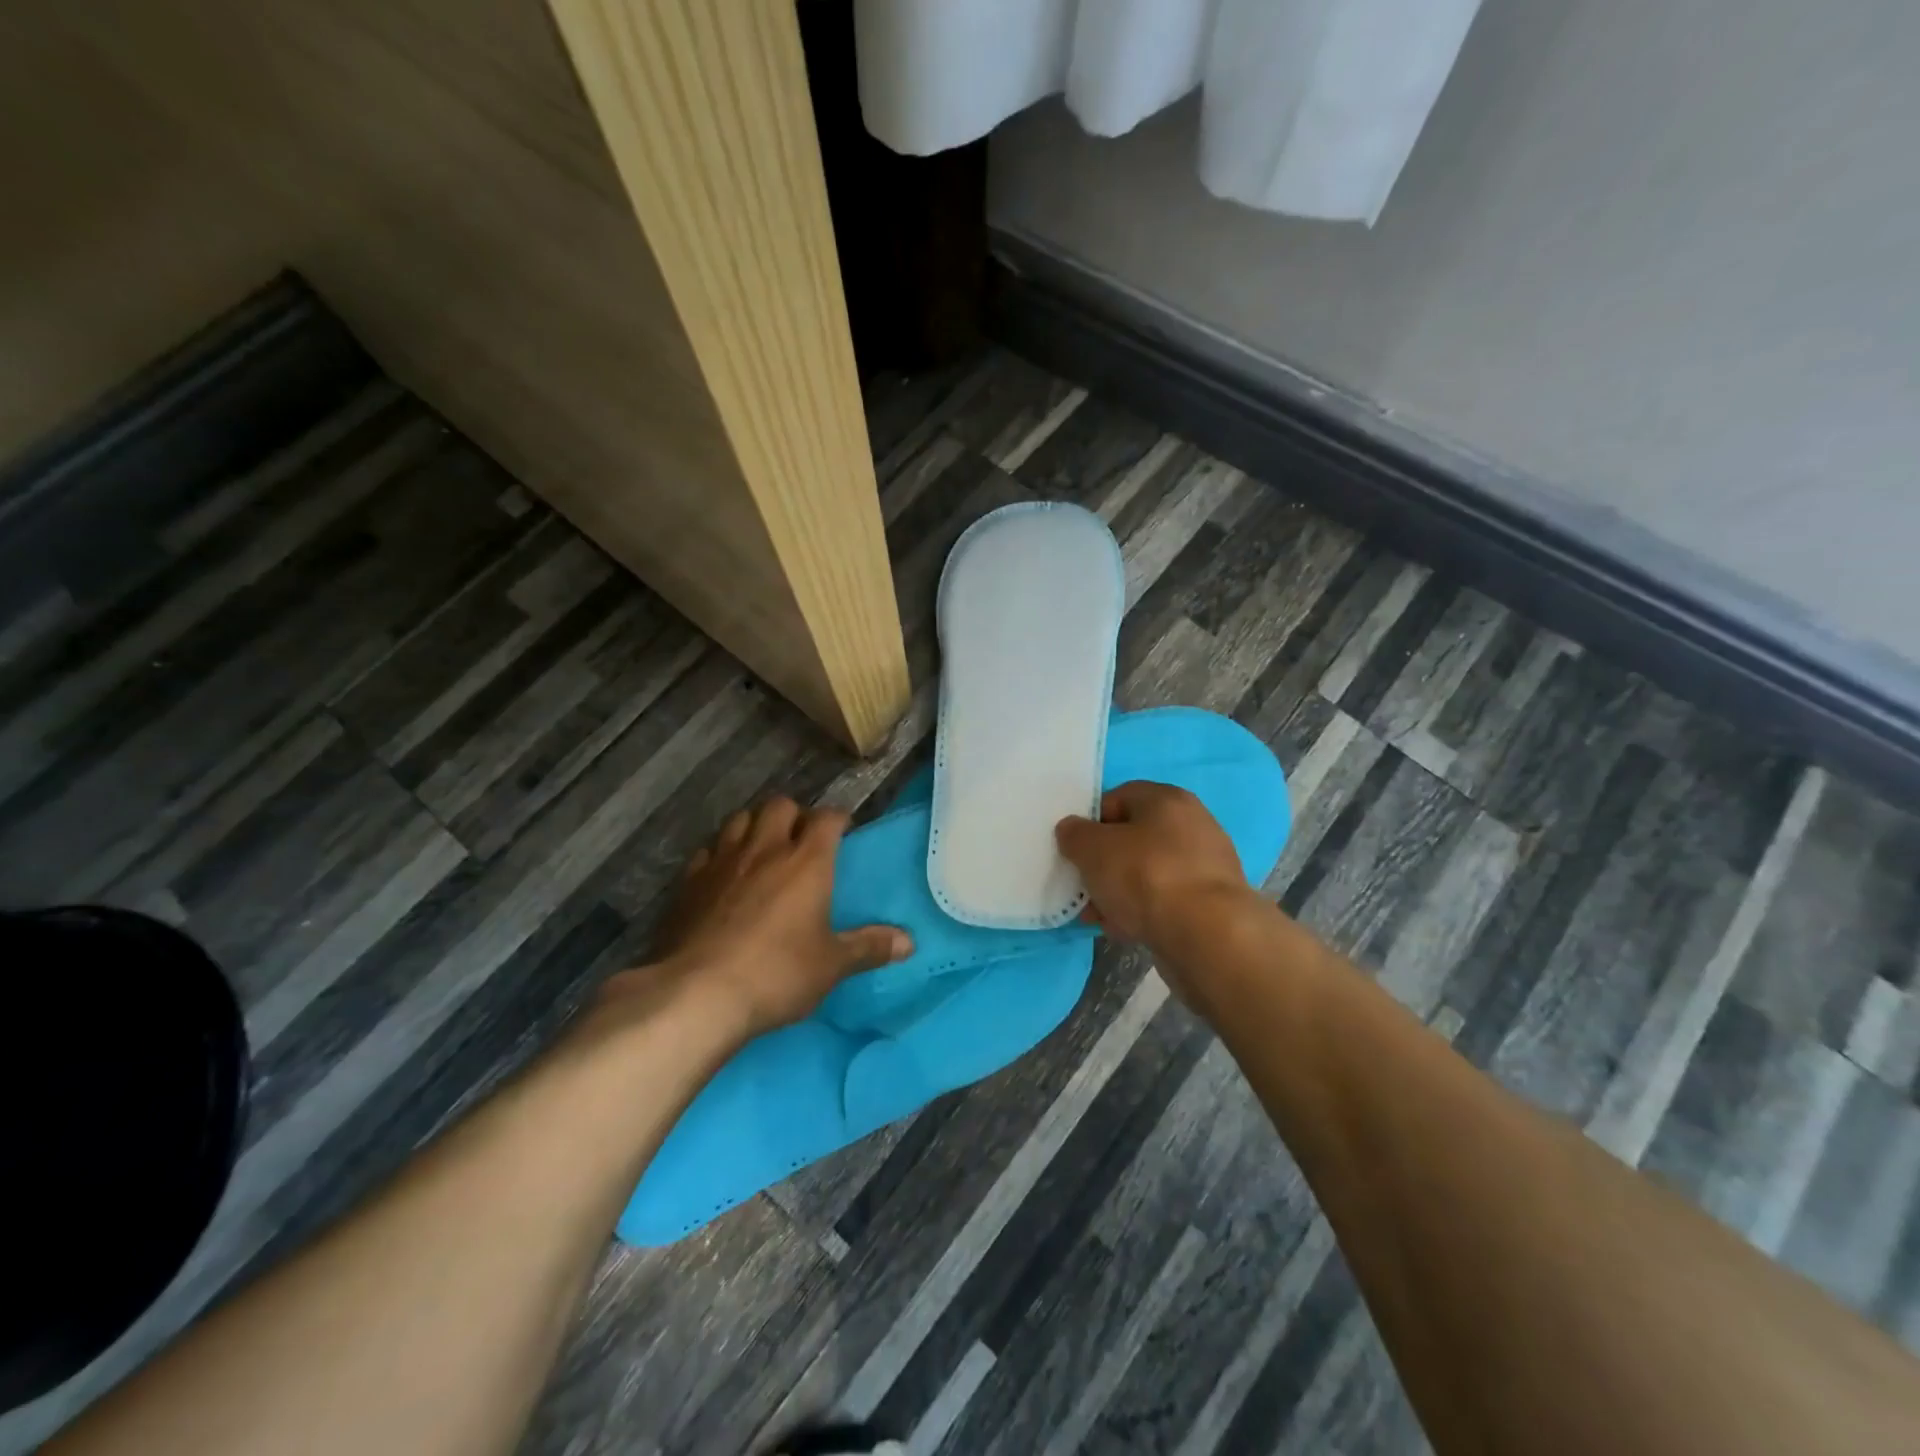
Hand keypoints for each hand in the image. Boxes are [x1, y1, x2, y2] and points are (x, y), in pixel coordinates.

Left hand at [604, 796, 911, 1040]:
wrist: (698, 994)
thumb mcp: (832, 965)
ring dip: (754, 826)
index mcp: (806, 861)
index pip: (827, 818)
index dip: (838, 819)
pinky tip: (723, 874)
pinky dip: (719, 853)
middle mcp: (765, 849)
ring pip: (739, 819)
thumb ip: (869, 947)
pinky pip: (707, 850)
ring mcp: (722, 861)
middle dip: (793, 815)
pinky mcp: (689, 881)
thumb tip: (909, 942)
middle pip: (780, 805)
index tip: (844, 830)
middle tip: (800, 840)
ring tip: (762, 848)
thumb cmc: (777, 974)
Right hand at [1056, 781, 1253, 946]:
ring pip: (1147, 872)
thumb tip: (1072, 830)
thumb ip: (1075, 835)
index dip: (1091, 822)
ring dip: (1119, 891)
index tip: (1074, 850)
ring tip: (1098, 916)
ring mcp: (1205, 865)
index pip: (1118, 798)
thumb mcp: (1093, 849)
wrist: (1207, 936)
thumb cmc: (1146, 877)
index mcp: (1167, 799)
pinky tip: (1124, 930)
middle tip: (1083, 887)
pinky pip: (1165, 899)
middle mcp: (1192, 824)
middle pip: (1133, 838)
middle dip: (1103, 863)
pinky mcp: (1211, 903)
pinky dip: (1143, 911)